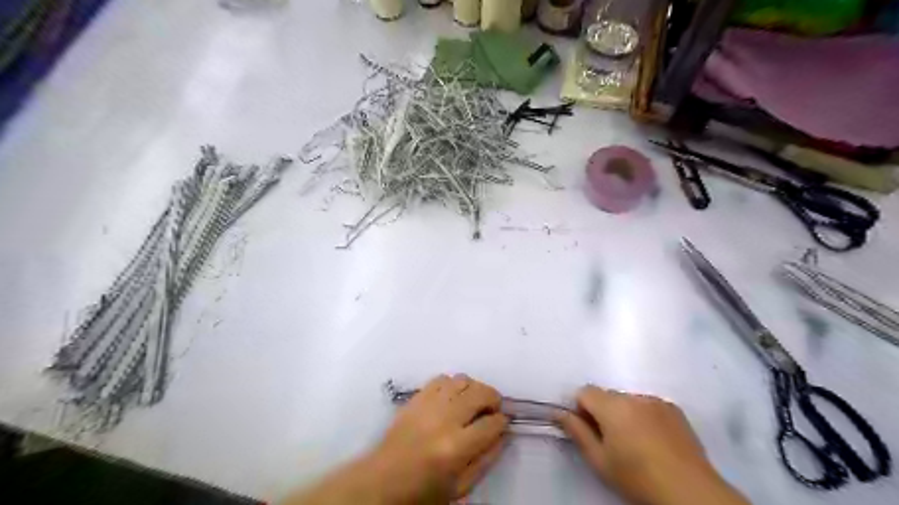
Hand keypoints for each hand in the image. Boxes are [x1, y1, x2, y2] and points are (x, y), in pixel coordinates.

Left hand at [292, 373, 507, 504]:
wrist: (383, 480)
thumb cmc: (423, 490)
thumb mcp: (460, 487)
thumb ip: (486, 459)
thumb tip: (503, 433)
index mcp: (456, 447)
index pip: (492, 423)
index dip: (502, 421)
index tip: (502, 422)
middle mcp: (445, 419)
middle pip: (480, 393)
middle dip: (493, 399)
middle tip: (492, 409)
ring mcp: (429, 404)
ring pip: (462, 380)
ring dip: (474, 389)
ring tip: (472, 402)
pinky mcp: (417, 397)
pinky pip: (442, 378)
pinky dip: (453, 384)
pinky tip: (452, 397)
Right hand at [560, 387, 748, 504]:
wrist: (690, 492)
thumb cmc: (636, 477)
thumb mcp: (599, 460)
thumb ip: (577, 432)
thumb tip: (558, 412)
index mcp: (612, 406)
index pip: (585, 391)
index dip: (581, 409)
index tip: (589, 431)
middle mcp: (633, 396)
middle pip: (607, 396)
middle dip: (604, 412)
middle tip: (612, 442)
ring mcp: (656, 401)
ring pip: (629, 401)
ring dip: (625, 414)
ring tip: (637, 443)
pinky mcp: (674, 409)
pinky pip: (649, 405)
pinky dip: (645, 417)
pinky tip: (654, 441)